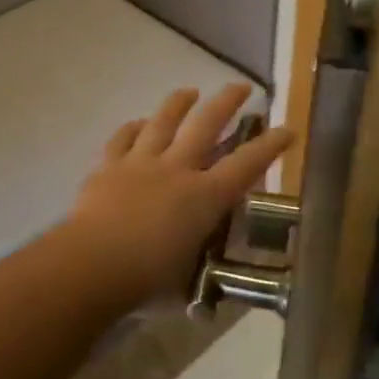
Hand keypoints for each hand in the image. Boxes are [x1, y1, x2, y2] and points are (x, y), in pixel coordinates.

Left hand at [65, 84, 293, 305]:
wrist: (91, 265)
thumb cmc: (146, 281)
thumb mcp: (185, 279)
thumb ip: (196, 269)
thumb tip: (203, 292)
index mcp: (204, 198)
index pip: (246, 165)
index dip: (270, 146)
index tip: (287, 128)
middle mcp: (176, 170)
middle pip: (206, 125)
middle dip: (226, 102)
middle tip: (240, 86)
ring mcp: (140, 163)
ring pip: (162, 122)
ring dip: (178, 103)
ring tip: (189, 91)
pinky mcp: (107, 166)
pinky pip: (122, 138)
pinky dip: (132, 128)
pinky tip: (138, 122)